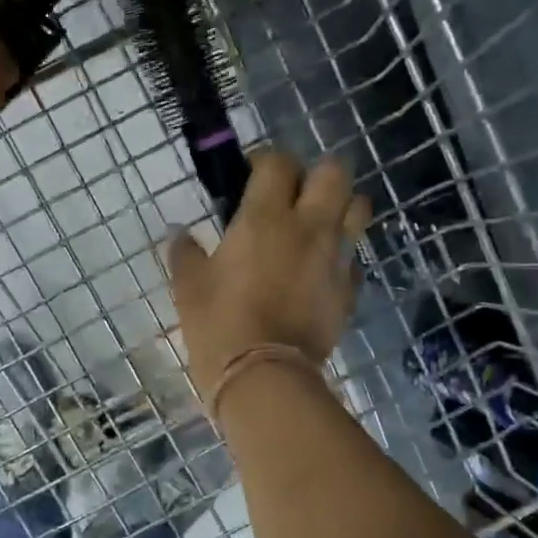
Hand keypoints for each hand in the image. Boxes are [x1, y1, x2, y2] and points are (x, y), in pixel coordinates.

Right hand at [165, 150, 369, 403]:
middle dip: (314, 174)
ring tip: (316, 224)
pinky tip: (319, 271)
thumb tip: (179, 234)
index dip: (264, 160)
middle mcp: (308, 227)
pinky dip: (340, 255)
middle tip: (291, 195)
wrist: (264, 377)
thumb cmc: (219, 325)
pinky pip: (354, 257)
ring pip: (359, 207)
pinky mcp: (349, 290)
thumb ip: (185, 253)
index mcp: (264, 218)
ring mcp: (336, 257)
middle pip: (333, 171)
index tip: (249, 175)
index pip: (277, 162)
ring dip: (340, 206)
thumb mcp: (188, 287)